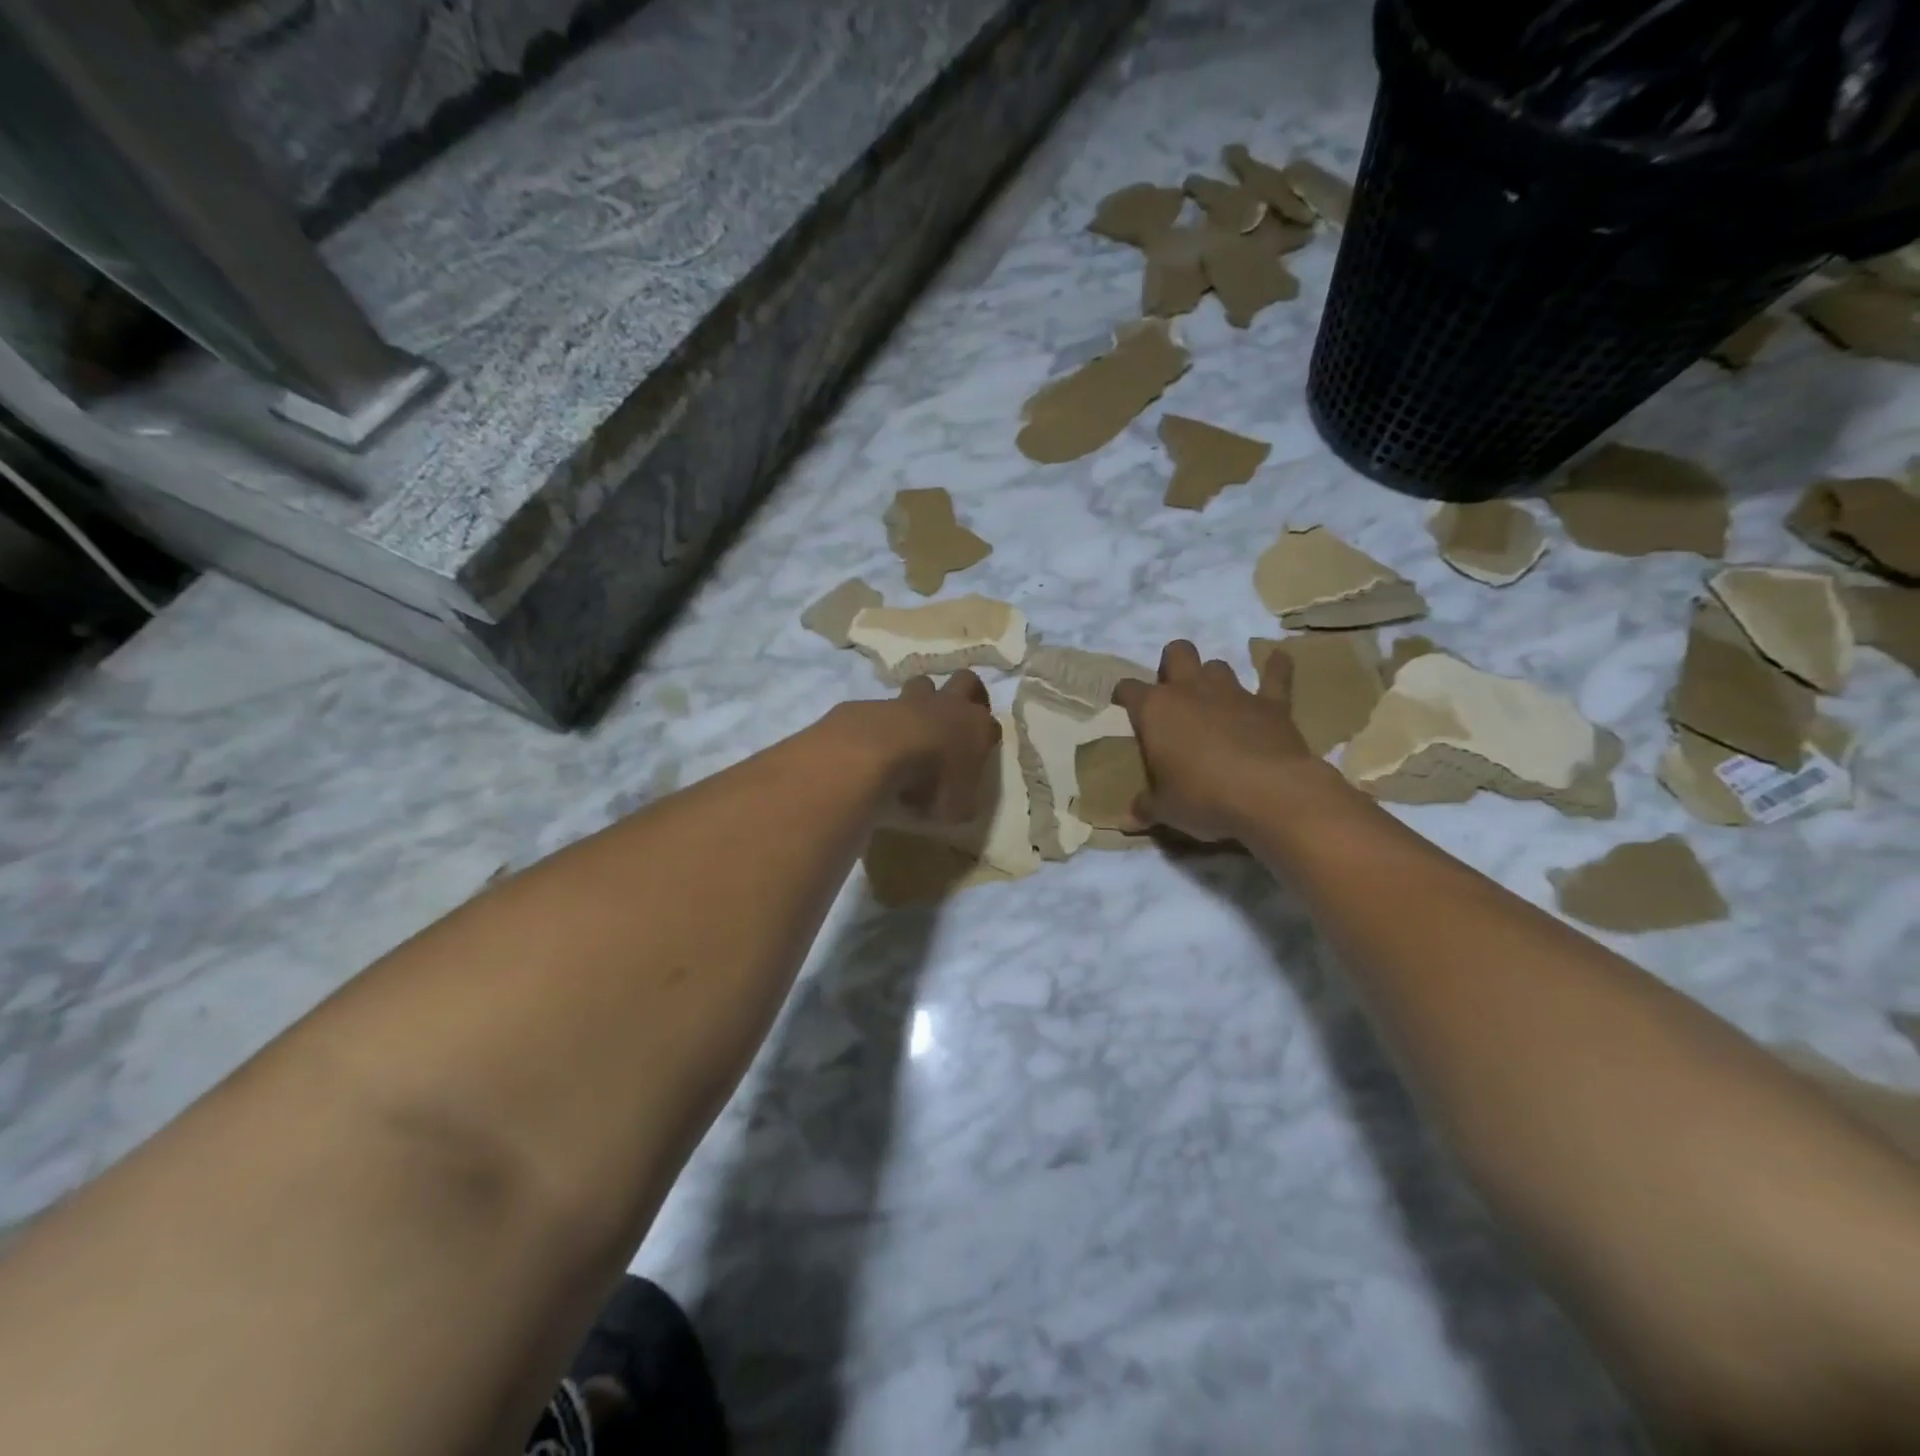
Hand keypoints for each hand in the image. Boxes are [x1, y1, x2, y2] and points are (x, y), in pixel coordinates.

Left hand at [843, 671, 999, 823]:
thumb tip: (958, 804)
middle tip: (958, 716)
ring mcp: (910, 700)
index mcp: (976, 728)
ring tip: (915, 724)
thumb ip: (961, 802)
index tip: (979, 753)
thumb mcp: (957, 808)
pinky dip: (884, 720)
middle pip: (966, 681)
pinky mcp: (876, 704)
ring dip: (922, 699)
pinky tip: (875, 741)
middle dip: (966, 693)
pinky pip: (883, 706)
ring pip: (923, 684)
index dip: (987, 737)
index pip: (992, 725)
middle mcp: (949, 705)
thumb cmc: (932, 779)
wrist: (882, 751)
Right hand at [1112, 640, 1331, 842]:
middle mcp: (1191, 691)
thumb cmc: (1203, 798)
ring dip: (1213, 677)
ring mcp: (1233, 693)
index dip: (1125, 696)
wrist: (1269, 794)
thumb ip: (1145, 808)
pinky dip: (1276, 667)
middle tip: (1173, 692)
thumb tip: (1126, 820)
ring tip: (1214, 698)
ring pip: (1218, 665)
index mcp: (1155, 711)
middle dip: (1173, 664)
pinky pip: (1275, 675)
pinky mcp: (1271, 704)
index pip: (1129, 689)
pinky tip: (1278, 659)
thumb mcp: (1165, 810)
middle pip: (1177, 653)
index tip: (1125, 707)